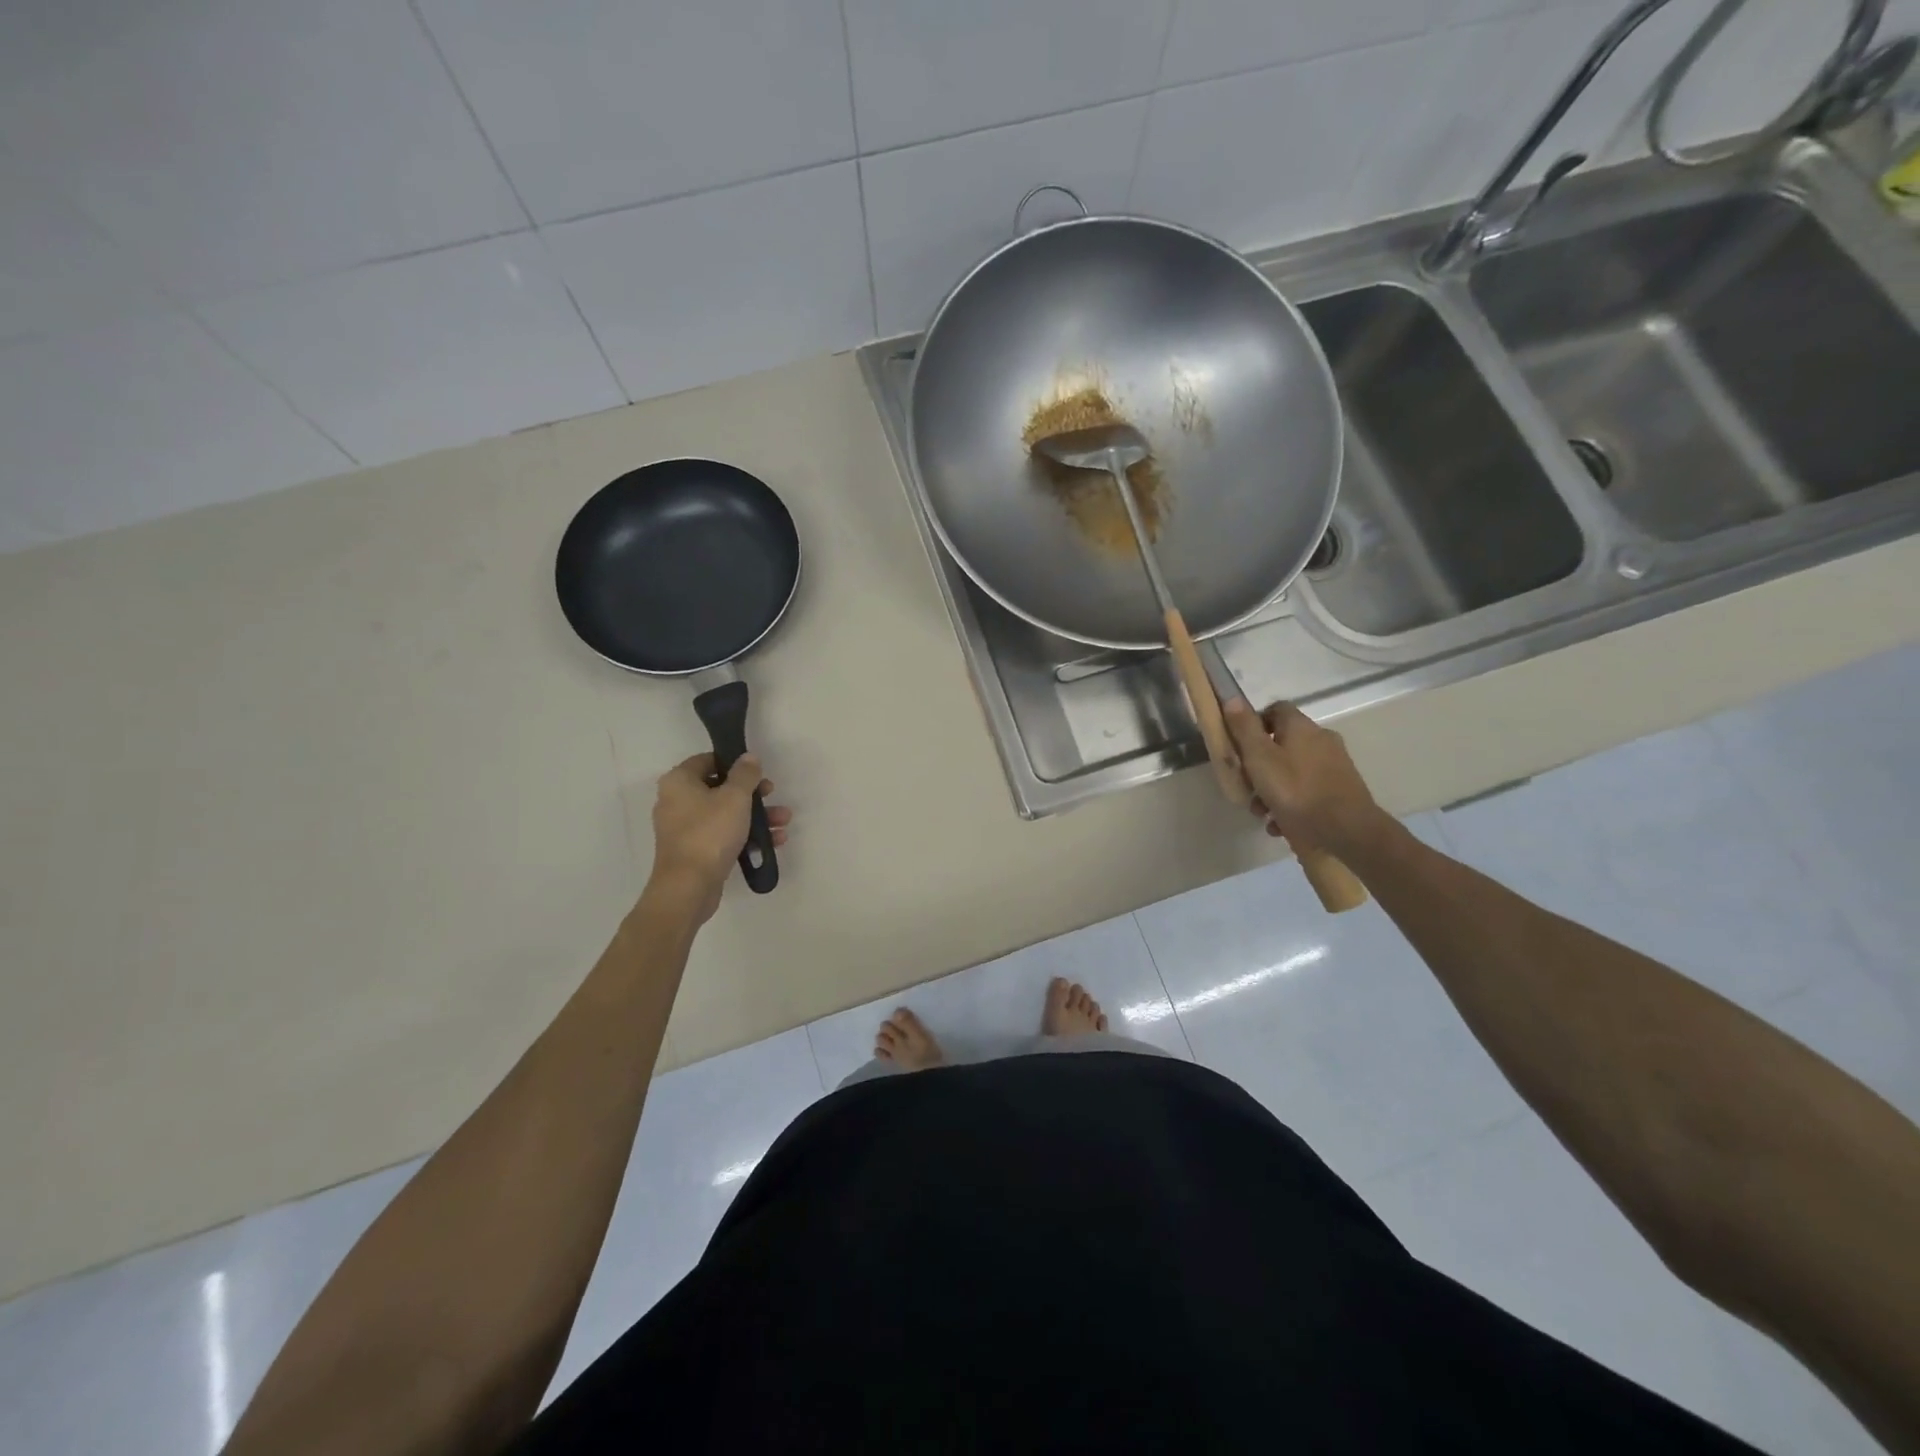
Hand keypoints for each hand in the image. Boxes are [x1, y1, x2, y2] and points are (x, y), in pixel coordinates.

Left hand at [646, 753, 791, 919]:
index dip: (733, 762)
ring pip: (724, 814)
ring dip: (755, 816)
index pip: (707, 760)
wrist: (688, 887)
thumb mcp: (735, 797)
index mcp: (679, 782)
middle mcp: (676, 802)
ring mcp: (684, 829)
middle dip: (751, 793)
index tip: (756, 771)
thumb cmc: (710, 833)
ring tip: (783, 821)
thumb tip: (749, 757)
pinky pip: (722, 835)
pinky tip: (773, 840)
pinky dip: (745, 835)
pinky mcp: (694, 851)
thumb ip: (745, 774)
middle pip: (719, 788)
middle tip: (772, 794)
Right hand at [1222, 699, 1386, 858]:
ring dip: (1272, 789)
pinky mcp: (1341, 790)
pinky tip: (1281, 824)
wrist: (1346, 830)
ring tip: (1262, 813)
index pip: (1275, 709)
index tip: (1240, 746)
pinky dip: (1292, 803)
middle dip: (1259, 766)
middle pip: (1282, 744)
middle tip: (1247, 787)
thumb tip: (1232, 697)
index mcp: (1301, 727)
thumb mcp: (1259, 758)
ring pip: (1293, 770)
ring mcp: (1334, 765)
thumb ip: (1244, 728)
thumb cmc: (1295, 790)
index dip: (1254, 724)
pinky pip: (1308, 790)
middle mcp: (1321, 739)